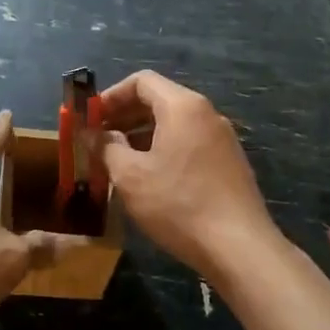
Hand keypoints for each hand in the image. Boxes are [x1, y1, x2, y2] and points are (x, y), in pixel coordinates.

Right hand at [100, 71, 278, 277]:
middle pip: (159, 100)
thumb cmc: (178, 204)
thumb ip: (107, 147)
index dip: (111, 96)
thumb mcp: (130, 176)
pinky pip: (189, 143)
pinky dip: (164, 149)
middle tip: (99, 139)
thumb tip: (95, 134)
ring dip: (142, 135)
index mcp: (183, 106)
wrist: (239, 247)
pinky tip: (149, 178)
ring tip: (118, 160)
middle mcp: (206, 114)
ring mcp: (222, 139)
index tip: (91, 118)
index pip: (142, 81)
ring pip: (174, 124)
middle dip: (125, 115)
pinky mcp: (229, 163)